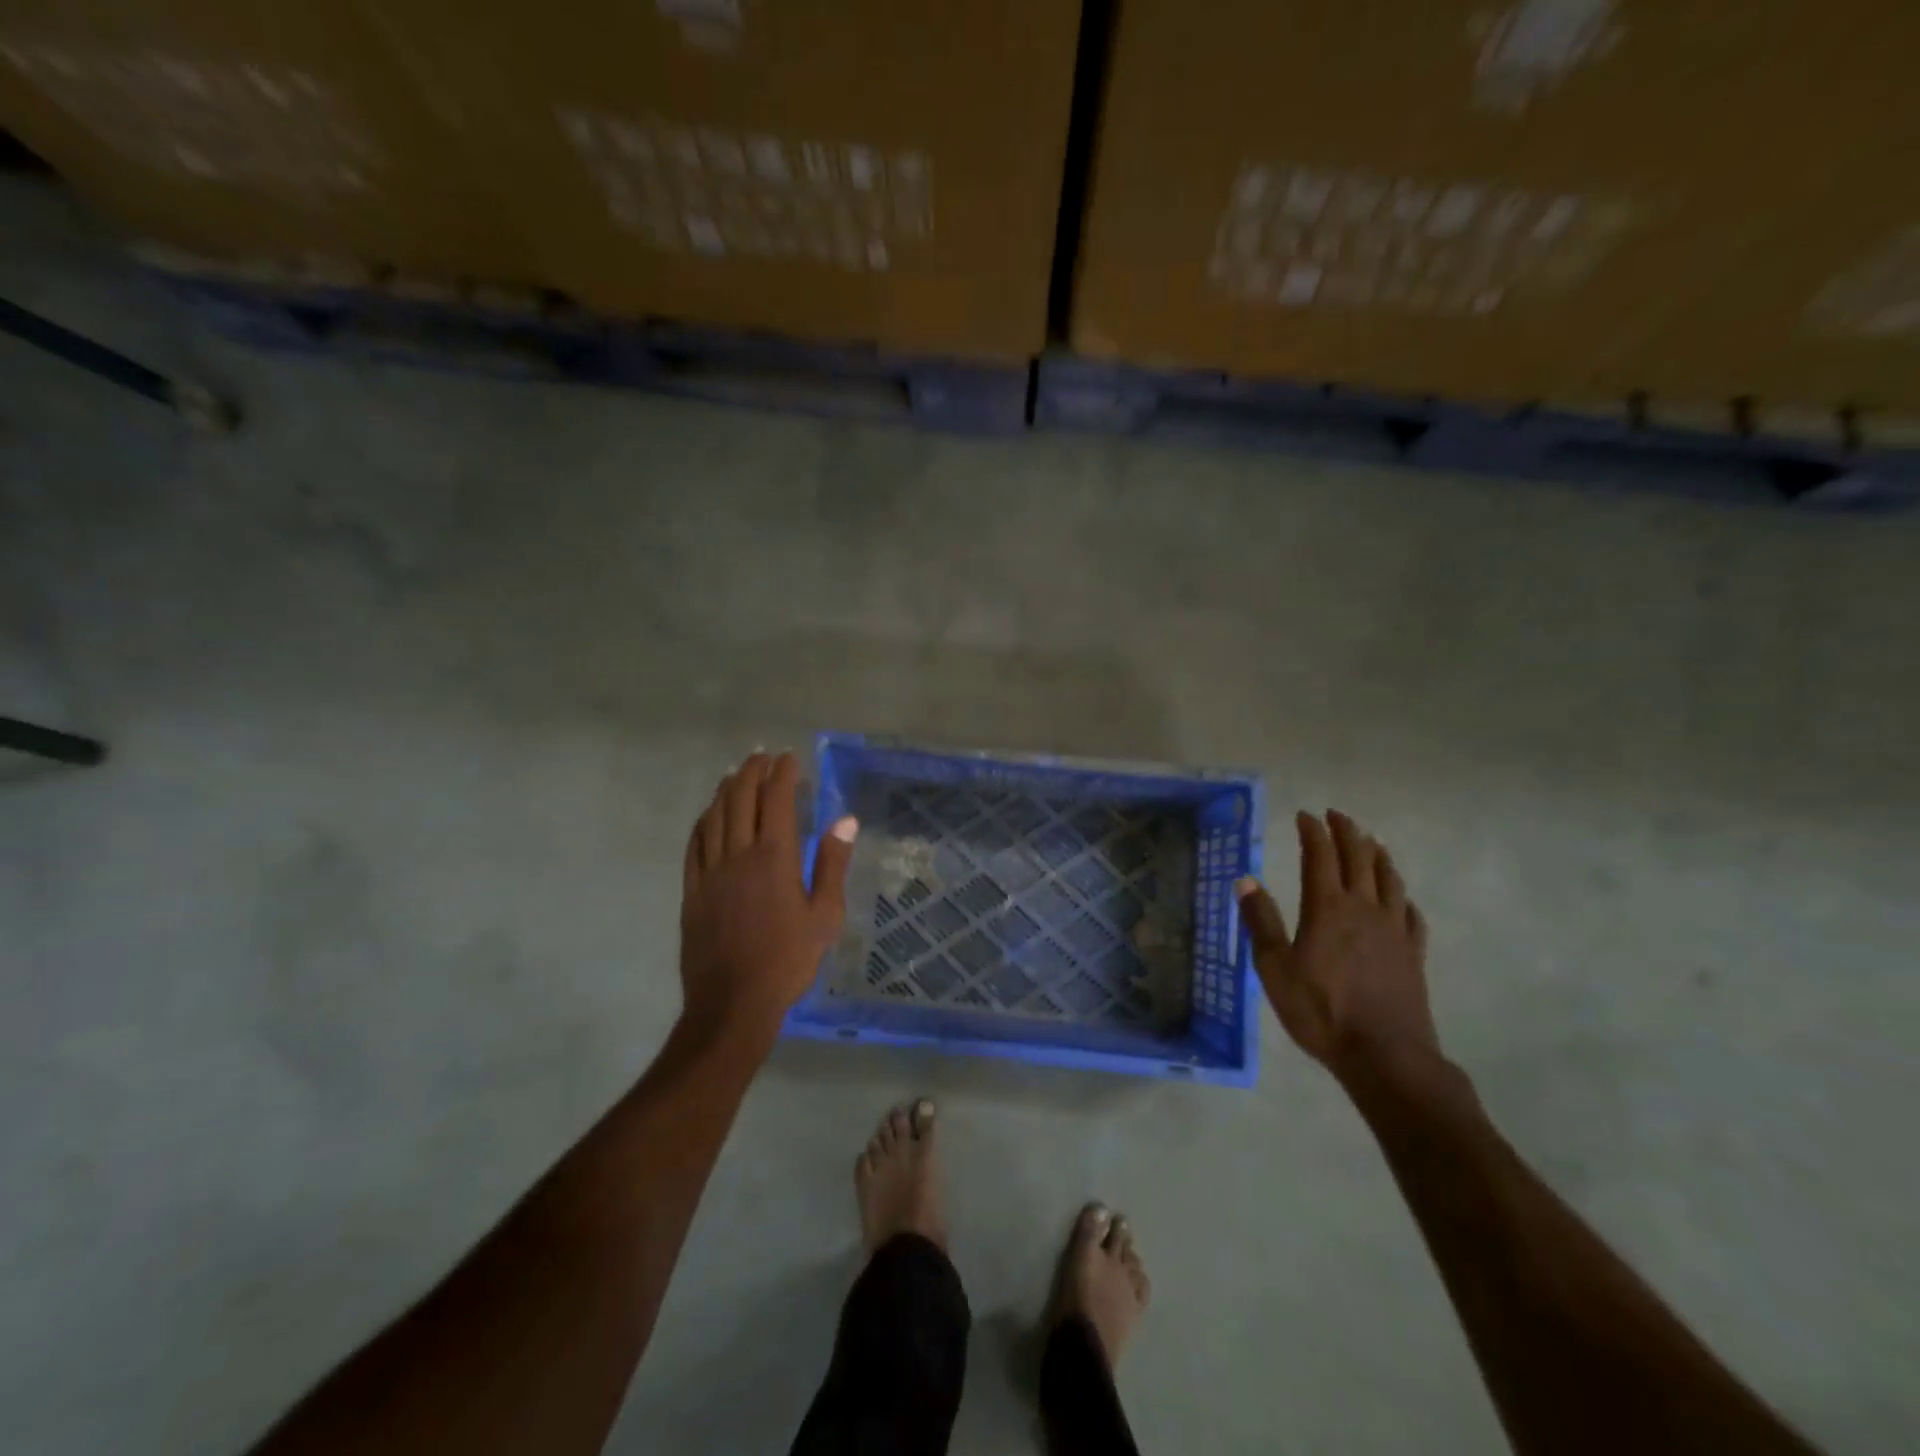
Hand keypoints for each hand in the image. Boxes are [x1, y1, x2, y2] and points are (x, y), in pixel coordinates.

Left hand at [679, 751, 856, 1047]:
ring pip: (714, 816)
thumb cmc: (788, 960)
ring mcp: (709, 871)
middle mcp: (738, 854)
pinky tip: (708, 815)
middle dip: (751, 771)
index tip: (790, 758)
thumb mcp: (824, 916)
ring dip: (725, 789)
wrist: (732, 1003)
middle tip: (761, 756)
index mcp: (774, 857)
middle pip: (739, 798)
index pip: (776, 799)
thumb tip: (846, 820)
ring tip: (735, 773)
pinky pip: (694, 844)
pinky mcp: (692, 890)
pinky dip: (703, 821)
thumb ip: (832, 864)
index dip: (783, 773)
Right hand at [1236, 810, 1438, 1081]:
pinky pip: (1410, 914)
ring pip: (1389, 879)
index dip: (1313, 831)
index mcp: (1327, 907)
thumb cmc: (1321, 1011)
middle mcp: (1364, 908)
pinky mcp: (1413, 954)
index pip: (1320, 855)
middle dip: (1347, 832)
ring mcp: (1394, 930)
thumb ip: (1261, 921)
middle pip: (1359, 858)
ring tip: (1370, 842)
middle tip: (1336, 816)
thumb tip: (1246, 879)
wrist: (1385, 1055)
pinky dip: (1401, 896)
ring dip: (1378, 855)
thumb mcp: (1275, 968)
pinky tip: (1399, 897)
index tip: (1305, 815)